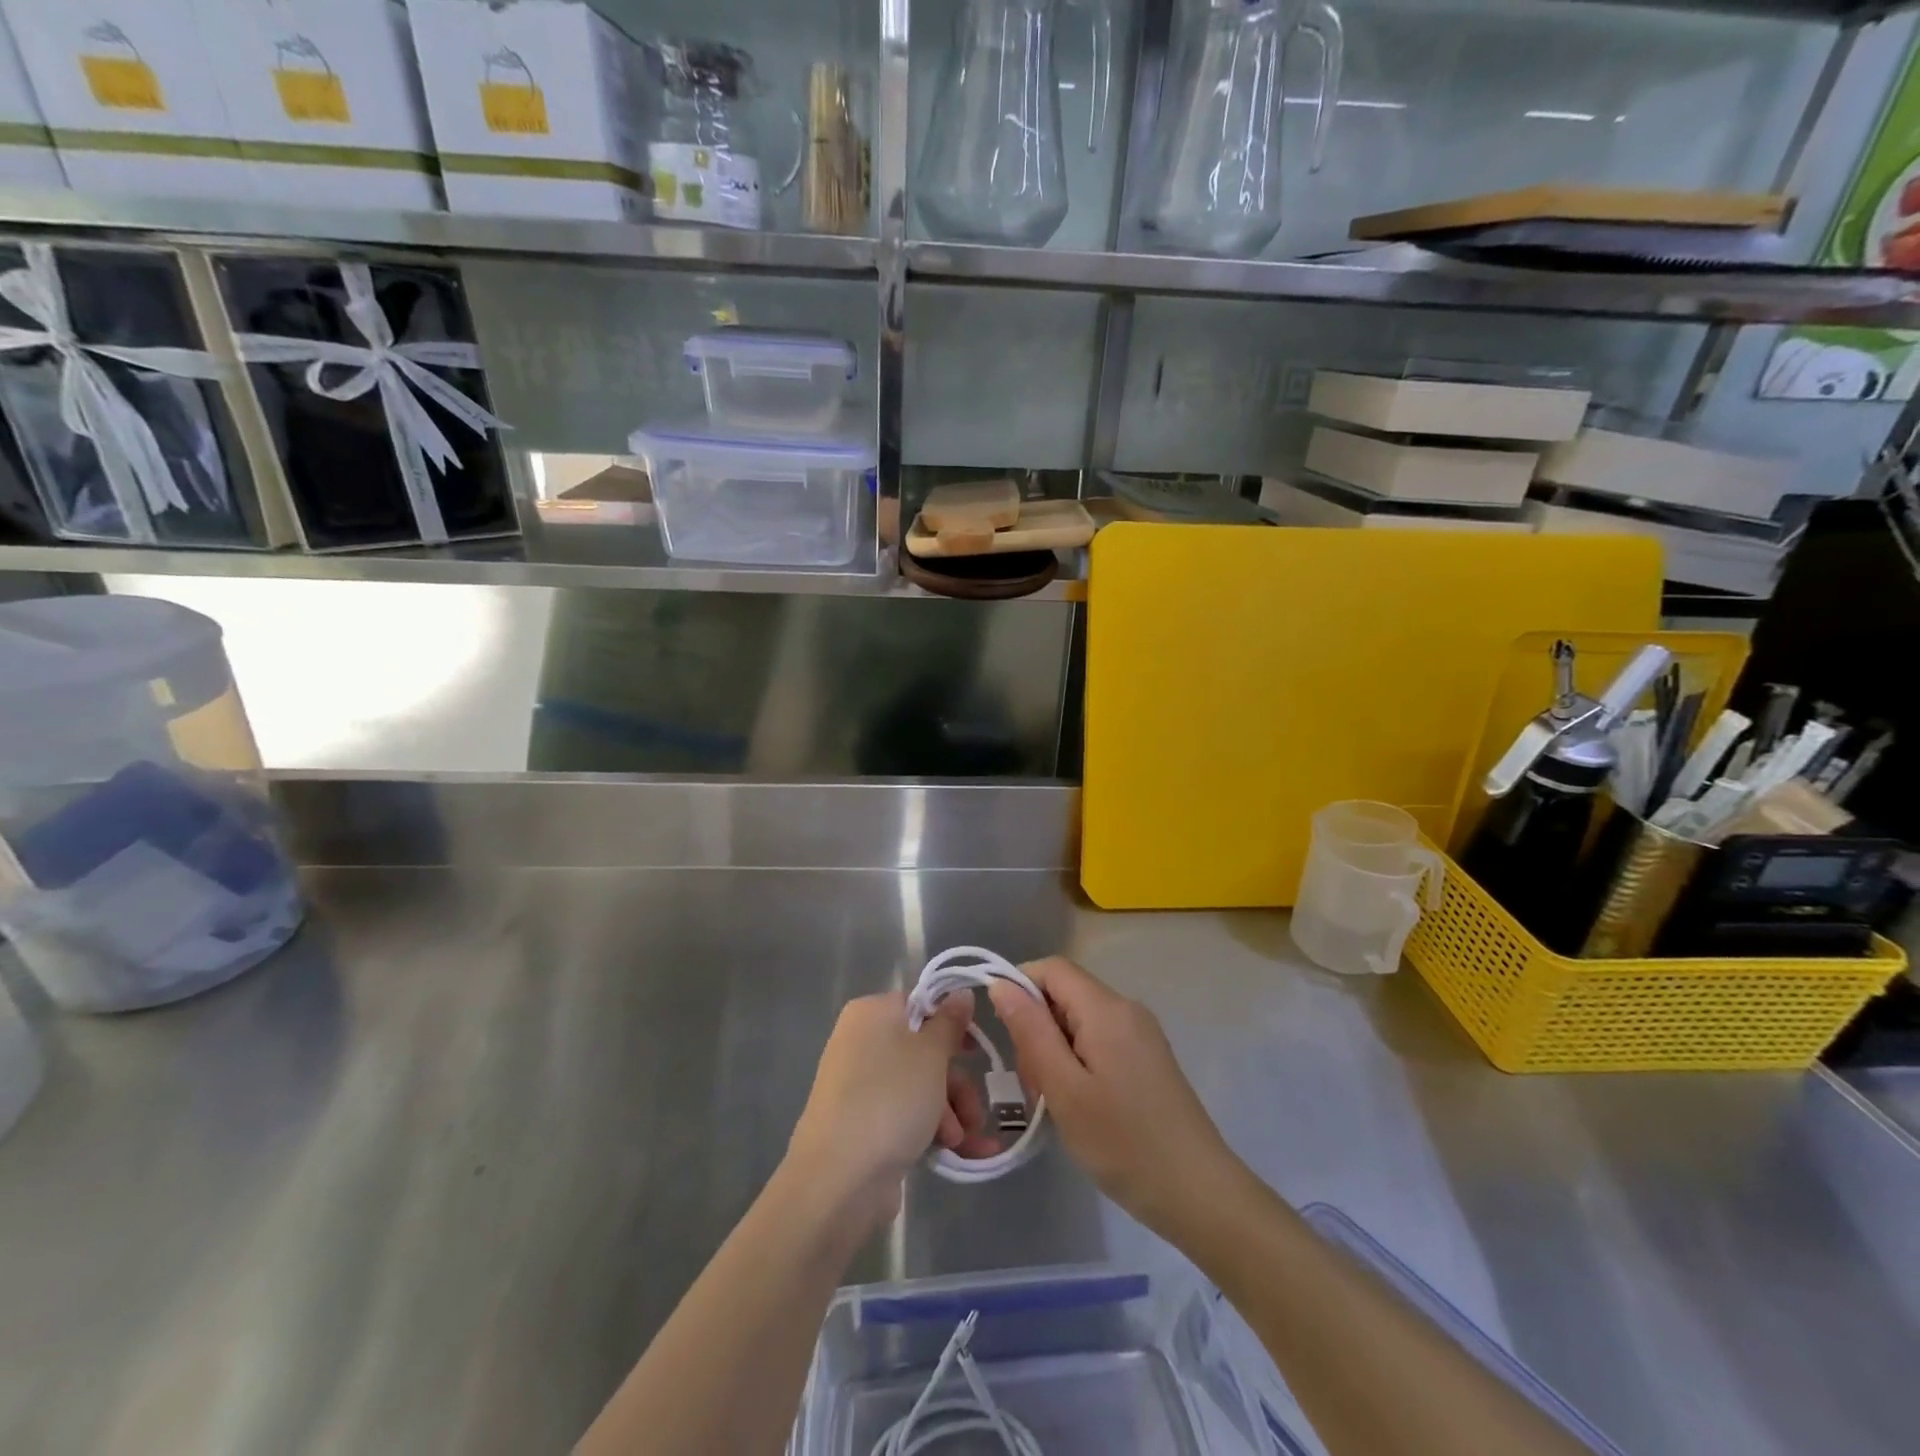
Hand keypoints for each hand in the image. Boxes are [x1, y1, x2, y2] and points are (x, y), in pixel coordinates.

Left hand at [786, 991, 997, 1233]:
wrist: (839, 1178)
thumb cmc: (890, 1098)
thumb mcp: (931, 1054)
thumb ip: (950, 1022)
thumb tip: (960, 993)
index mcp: (872, 1013)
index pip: (920, 1005)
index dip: (952, 1024)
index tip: (975, 1050)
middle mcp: (862, 1042)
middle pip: (924, 1051)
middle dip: (957, 1083)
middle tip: (976, 1111)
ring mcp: (861, 1085)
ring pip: (920, 1086)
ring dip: (951, 1112)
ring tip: (963, 1141)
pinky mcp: (864, 1124)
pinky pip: (906, 1115)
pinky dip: (933, 1129)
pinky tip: (961, 1152)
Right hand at [988, 957, 1247, 1242]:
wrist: (1199, 1193)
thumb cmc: (1124, 1142)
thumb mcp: (1064, 1088)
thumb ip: (1031, 1031)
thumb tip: (1001, 984)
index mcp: (1106, 1008)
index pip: (1051, 968)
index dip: (1018, 987)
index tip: (1003, 1033)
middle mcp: (1126, 1008)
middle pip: (1065, 993)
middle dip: (1036, 1027)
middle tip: (1032, 1083)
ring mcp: (1141, 1033)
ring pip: (1079, 1020)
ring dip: (1055, 1049)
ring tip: (1053, 1101)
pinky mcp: (1148, 1057)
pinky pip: (1099, 1039)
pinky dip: (1077, 1060)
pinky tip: (1078, 1103)